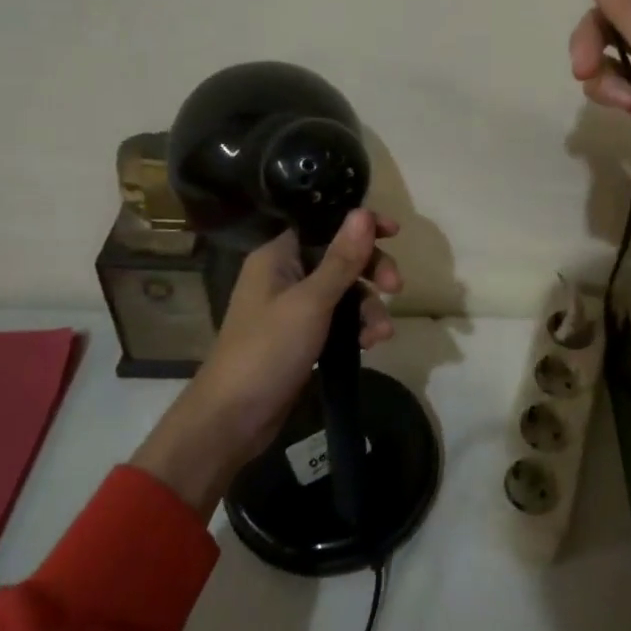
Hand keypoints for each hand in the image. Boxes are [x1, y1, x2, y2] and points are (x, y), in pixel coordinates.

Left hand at [129, 209, 400, 514]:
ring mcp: (293, 307)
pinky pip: (338, 319)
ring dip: (368, 307)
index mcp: (278, 255)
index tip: (395, 232)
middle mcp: (285, 274)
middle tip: (396, 287)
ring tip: (381, 335)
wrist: (233, 418)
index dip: (360, 225)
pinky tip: (370, 345)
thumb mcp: (311, 302)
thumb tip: (364, 212)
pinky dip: (356, 328)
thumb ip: (341, 259)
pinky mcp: (302, 336)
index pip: (325, 224)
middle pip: (340, 257)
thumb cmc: (268, 350)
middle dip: (371, 271)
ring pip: (344, 291)